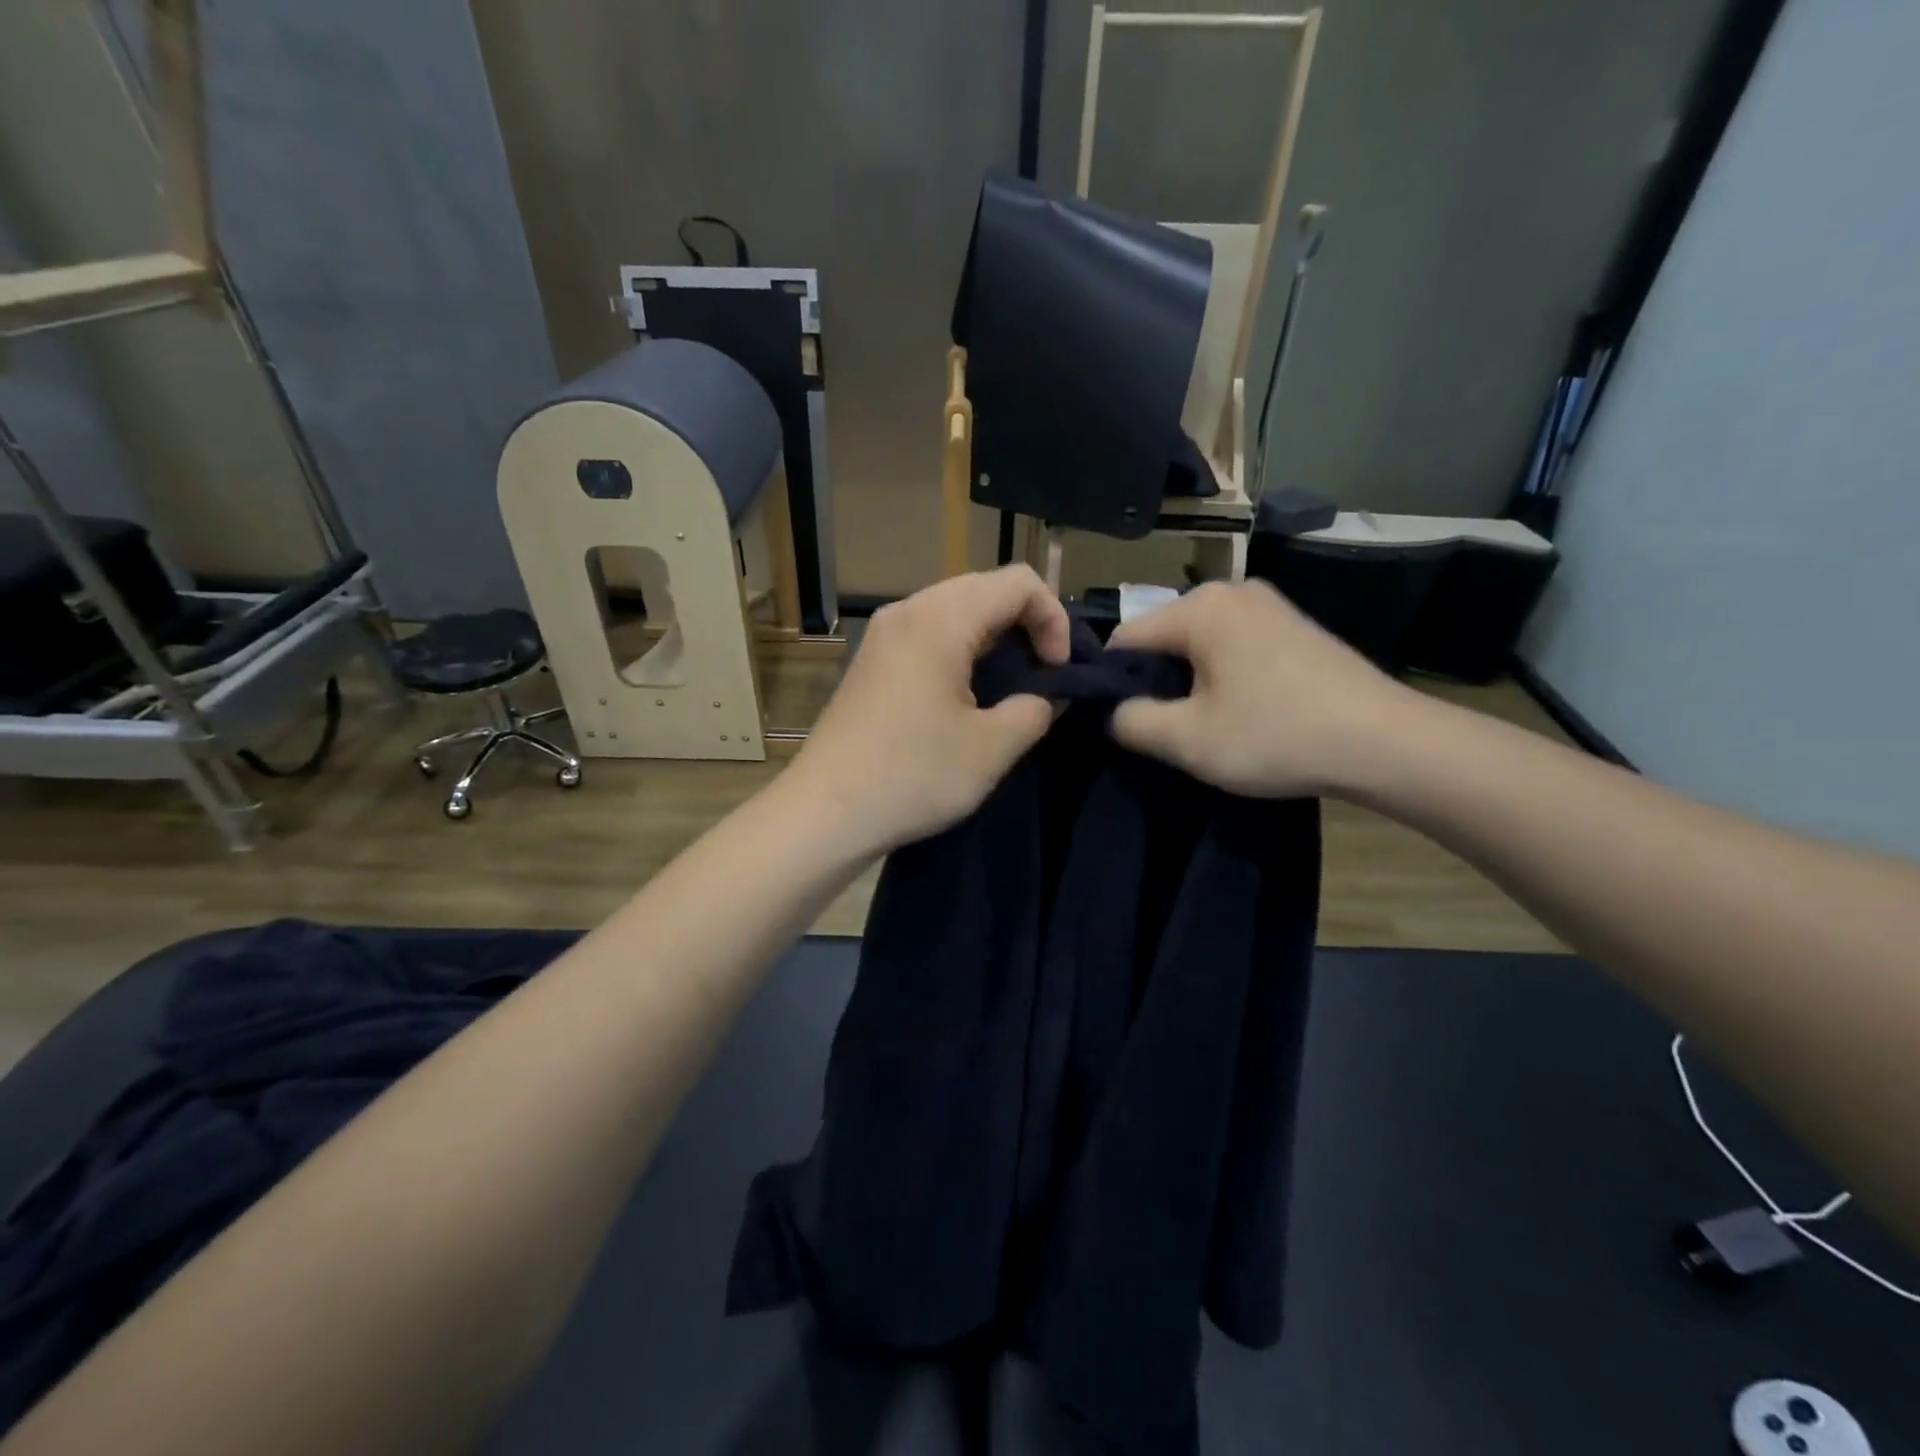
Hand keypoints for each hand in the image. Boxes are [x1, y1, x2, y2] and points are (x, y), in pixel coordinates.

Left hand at [785, 566, 1070, 857]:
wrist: (824, 812)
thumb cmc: (912, 776)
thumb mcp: (991, 748)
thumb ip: (1035, 709)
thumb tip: (1046, 696)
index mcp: (940, 619)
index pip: (1018, 582)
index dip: (1054, 619)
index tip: (1058, 671)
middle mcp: (907, 611)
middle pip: (985, 588)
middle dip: (1026, 624)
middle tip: (1042, 676)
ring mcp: (883, 634)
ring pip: (956, 610)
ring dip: (994, 639)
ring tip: (1010, 688)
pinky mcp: (871, 661)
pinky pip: (929, 633)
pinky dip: (962, 650)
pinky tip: (967, 696)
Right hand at [1108, 580, 1424, 798]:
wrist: (1387, 743)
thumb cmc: (1277, 736)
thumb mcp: (1187, 740)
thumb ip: (1129, 721)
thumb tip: (1110, 710)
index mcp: (1199, 607)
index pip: (1125, 640)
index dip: (1111, 683)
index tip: (1120, 723)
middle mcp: (1231, 591)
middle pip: (1163, 638)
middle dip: (1154, 682)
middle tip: (1166, 731)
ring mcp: (1269, 605)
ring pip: (1199, 644)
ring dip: (1189, 682)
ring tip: (1205, 725)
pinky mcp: (1294, 625)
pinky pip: (1234, 645)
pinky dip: (1223, 675)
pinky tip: (1242, 711)